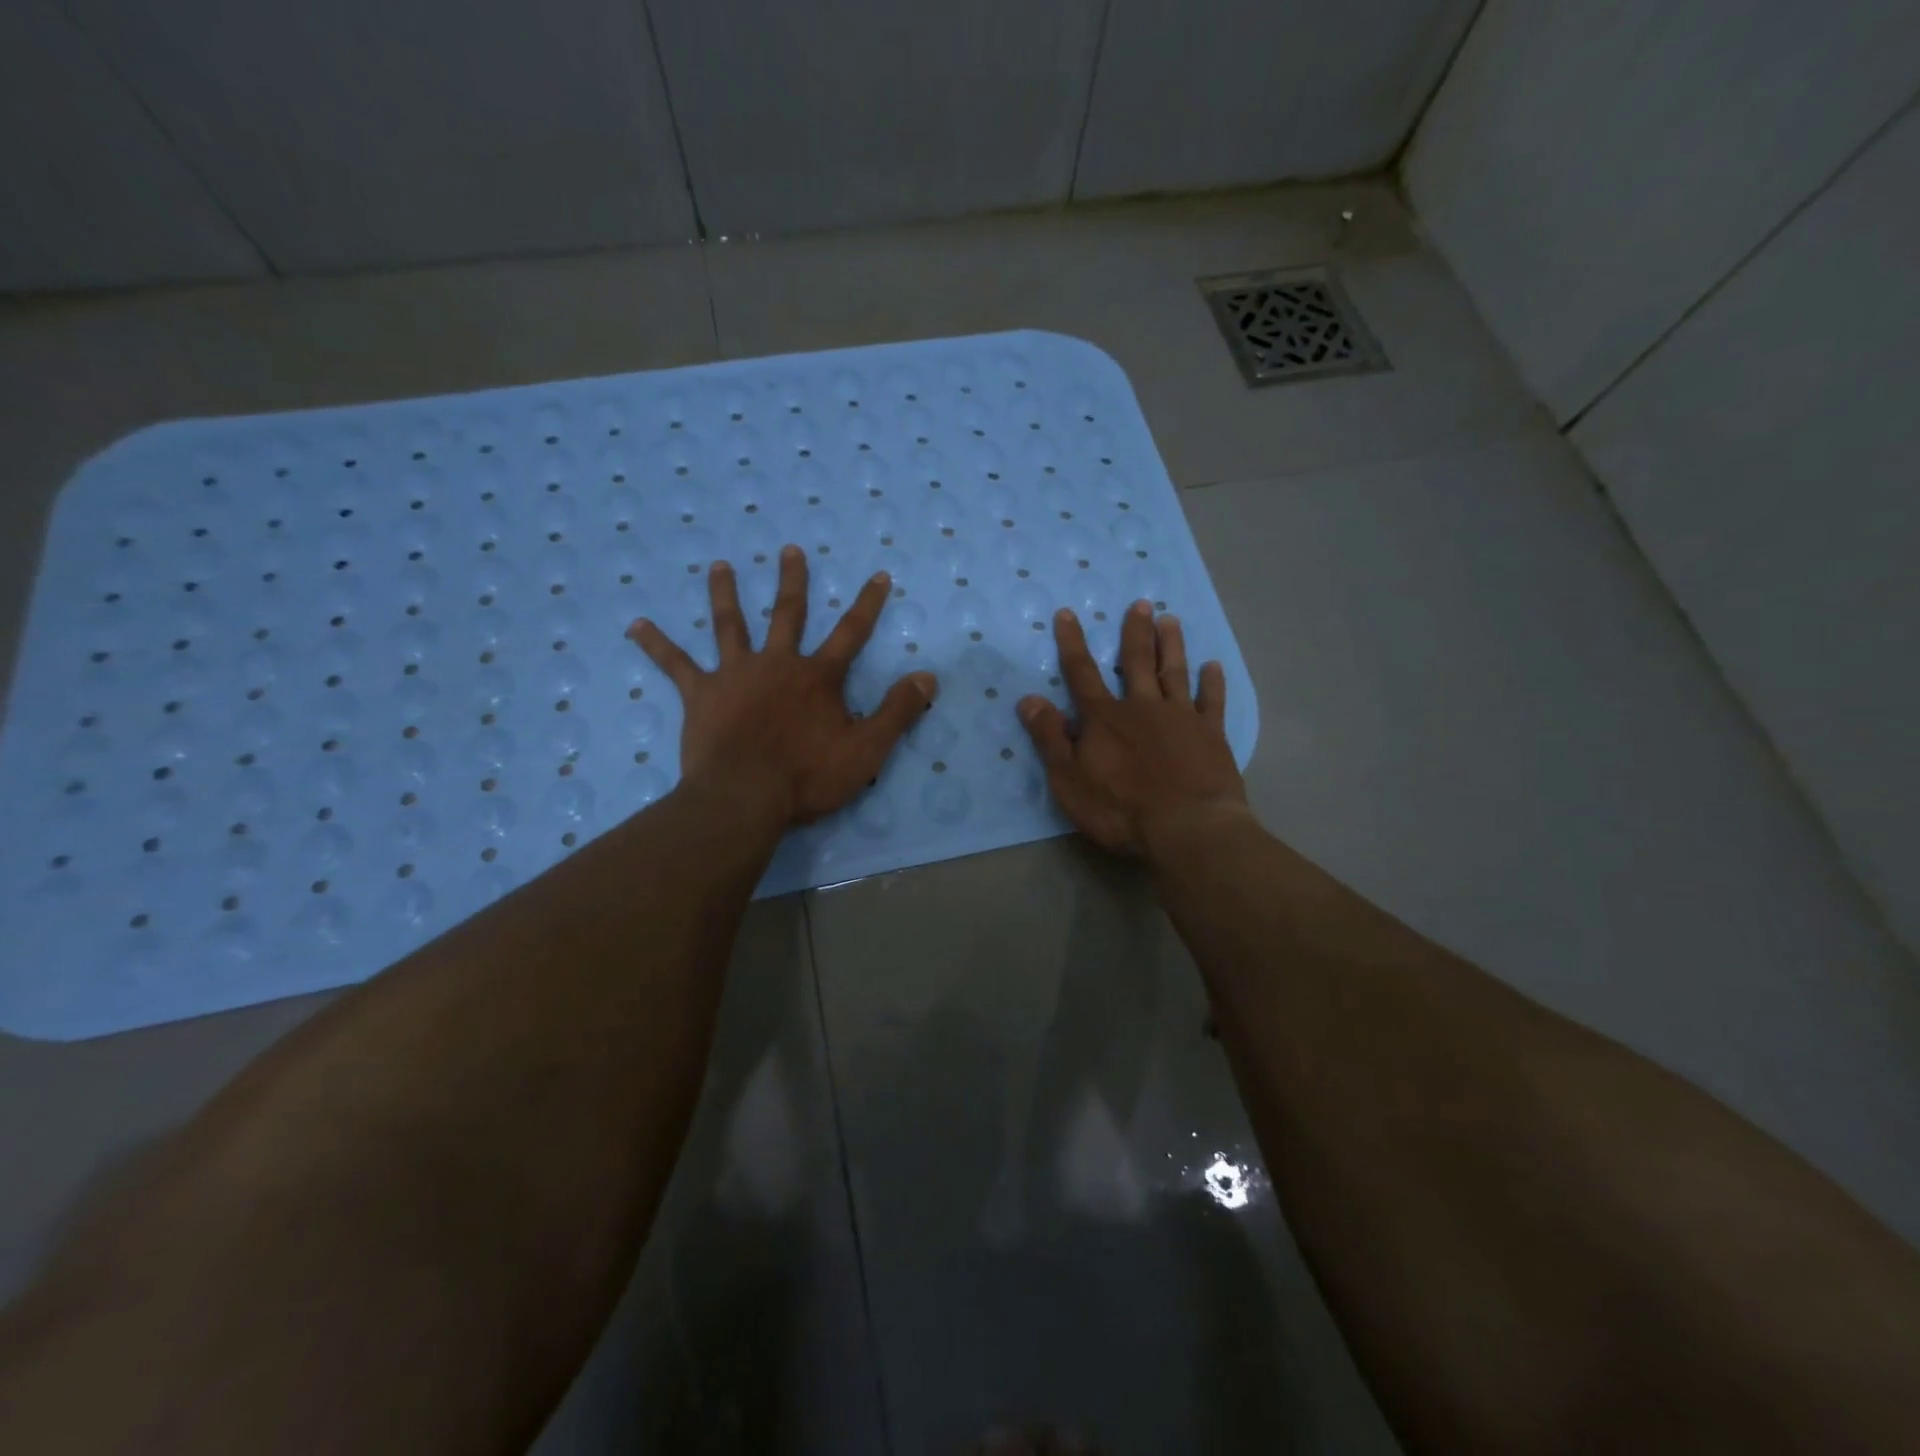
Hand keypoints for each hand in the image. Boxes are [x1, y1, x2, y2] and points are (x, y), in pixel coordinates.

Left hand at [628, 545, 936, 827]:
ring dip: (725, 593)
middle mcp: (777, 664)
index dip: (868, 604)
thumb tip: (928, 675)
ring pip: (730, 625)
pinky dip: (657, 644)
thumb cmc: (808, 776)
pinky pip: (676, 664)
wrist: (745, 797)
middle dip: (792, 581)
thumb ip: (898, 710)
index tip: (878, 575)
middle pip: (788, 614)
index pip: (851, 633)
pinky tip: (636, 625)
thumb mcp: (867, 749)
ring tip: (718, 565)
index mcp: (817, 677)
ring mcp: (735, 675)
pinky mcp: (701, 695)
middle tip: (789, 549)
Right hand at [1018, 601, 1246, 858]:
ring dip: (1170, 645)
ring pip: (1173, 672)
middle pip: (1135, 662)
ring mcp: (1180, 717)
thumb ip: (1049, 737)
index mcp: (1104, 718)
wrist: (1187, 828)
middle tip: (1141, 603)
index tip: (1068, 613)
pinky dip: (1212, 682)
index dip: (1072, 643)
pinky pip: (1211, 701)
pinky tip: (1213, 666)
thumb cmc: (1120, 809)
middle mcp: (1142, 707)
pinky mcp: (1210, 734)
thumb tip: (1028, 699)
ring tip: (1171, 619)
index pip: (1082, 672)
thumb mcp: (1069, 779)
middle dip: (1135, 631)